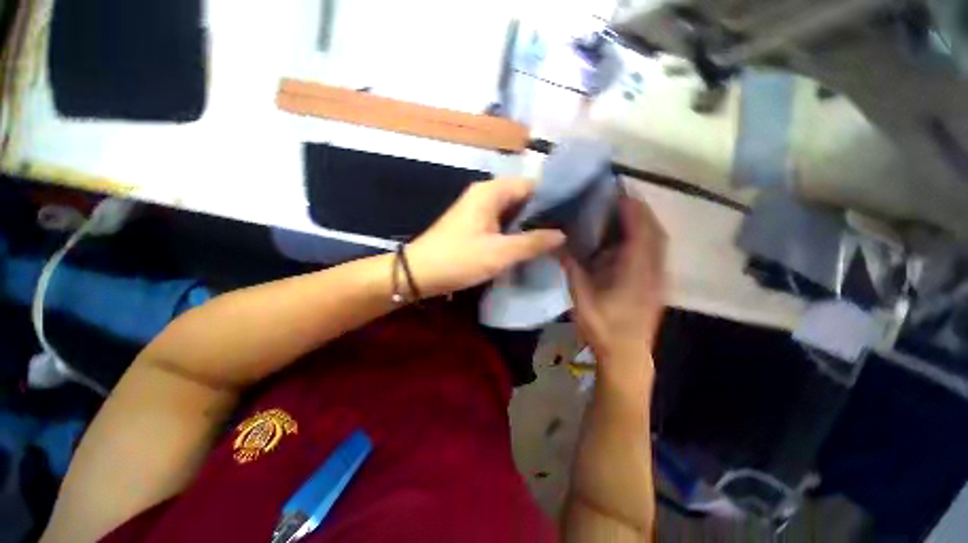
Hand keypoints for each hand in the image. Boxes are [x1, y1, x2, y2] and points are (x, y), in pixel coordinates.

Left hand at [408, 178, 564, 297]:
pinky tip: (529, 242)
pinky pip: (501, 221)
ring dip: (529, 223)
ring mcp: (478, 209)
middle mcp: (485, 194)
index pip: (531, 185)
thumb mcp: (500, 253)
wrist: (420, 273)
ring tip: (554, 236)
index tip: (573, 212)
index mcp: (491, 192)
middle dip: (543, 212)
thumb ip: (532, 243)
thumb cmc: (459, 259)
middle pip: (522, 197)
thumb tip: (561, 235)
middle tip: (566, 228)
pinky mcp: (474, 223)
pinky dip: (515, 230)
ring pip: (512, 210)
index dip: (553, 197)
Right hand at [562, 194, 666, 377]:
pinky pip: (656, 251)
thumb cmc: (603, 328)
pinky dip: (645, 237)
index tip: (617, 190)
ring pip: (658, 240)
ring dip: (643, 222)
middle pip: (654, 230)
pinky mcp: (657, 283)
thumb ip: (571, 268)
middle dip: (639, 209)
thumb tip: (556, 244)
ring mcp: (659, 277)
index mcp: (636, 270)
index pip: (640, 230)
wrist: (627, 356)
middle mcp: (653, 269)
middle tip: (618, 197)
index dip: (631, 207)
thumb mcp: (581, 298)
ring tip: (623, 212)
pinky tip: (627, 238)